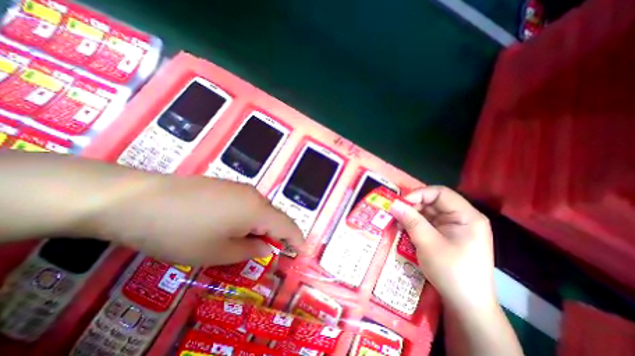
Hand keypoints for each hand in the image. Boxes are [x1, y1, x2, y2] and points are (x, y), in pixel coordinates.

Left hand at [86, 175, 301, 265]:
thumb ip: (249, 251)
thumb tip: (266, 248)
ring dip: (260, 227)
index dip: (297, 239)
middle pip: (273, 216)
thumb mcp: (217, 252)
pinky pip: (246, 203)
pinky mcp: (225, 186)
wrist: (137, 200)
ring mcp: (238, 188)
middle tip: (269, 253)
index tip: (302, 251)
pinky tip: (230, 226)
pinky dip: (247, 218)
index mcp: (256, 210)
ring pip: (259, 210)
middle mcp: (253, 195)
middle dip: (276, 235)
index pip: (286, 225)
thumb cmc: (181, 232)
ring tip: (247, 243)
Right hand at [393, 187, 494, 311]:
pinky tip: (404, 230)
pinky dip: (414, 224)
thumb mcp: (428, 243)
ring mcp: (453, 227)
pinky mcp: (446, 235)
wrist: (466, 305)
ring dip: (411, 216)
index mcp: (466, 216)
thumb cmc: (452, 272)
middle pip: (433, 202)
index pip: (440, 193)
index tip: (400, 203)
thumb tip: (393, 203)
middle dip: (412, 206)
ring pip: (428, 212)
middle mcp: (461, 218)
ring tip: (397, 224)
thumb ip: (411, 220)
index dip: (418, 194)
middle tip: (395, 214)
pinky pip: (427, 222)